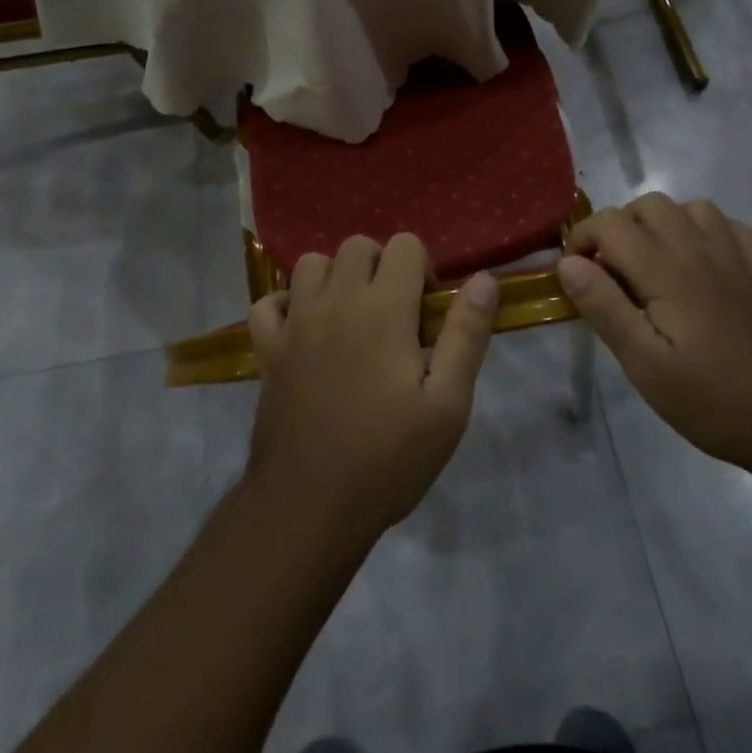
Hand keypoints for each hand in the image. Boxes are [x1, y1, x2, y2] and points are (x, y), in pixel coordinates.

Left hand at [245, 234, 498, 547]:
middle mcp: (336, 300)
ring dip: (335, 277)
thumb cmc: (388, 458)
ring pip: (311, 264)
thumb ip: (466, 334)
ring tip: (351, 317)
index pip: (404, 245)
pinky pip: (268, 302)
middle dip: (381, 266)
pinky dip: (286, 304)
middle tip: (393, 314)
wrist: (309, 507)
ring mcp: (295, 323)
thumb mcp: (447, 405)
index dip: (422, 268)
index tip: (426, 313)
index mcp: (383, 309)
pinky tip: (303, 329)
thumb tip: (484, 277)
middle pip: (357, 245)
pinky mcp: (267, 349)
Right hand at [558, 194, 751, 472]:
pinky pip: (728, 225)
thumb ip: (604, 307)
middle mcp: (700, 249)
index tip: (578, 275)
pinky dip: (703, 231)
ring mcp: (736, 256)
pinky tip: (699, 264)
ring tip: (654, 265)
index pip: (610, 223)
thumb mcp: (644, 365)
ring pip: (689, 208)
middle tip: (613, 273)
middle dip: (619, 228)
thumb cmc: (711, 399)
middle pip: (648, 205)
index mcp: (666, 270)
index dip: (583, 239)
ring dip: (662, 225)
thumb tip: (568, 263)